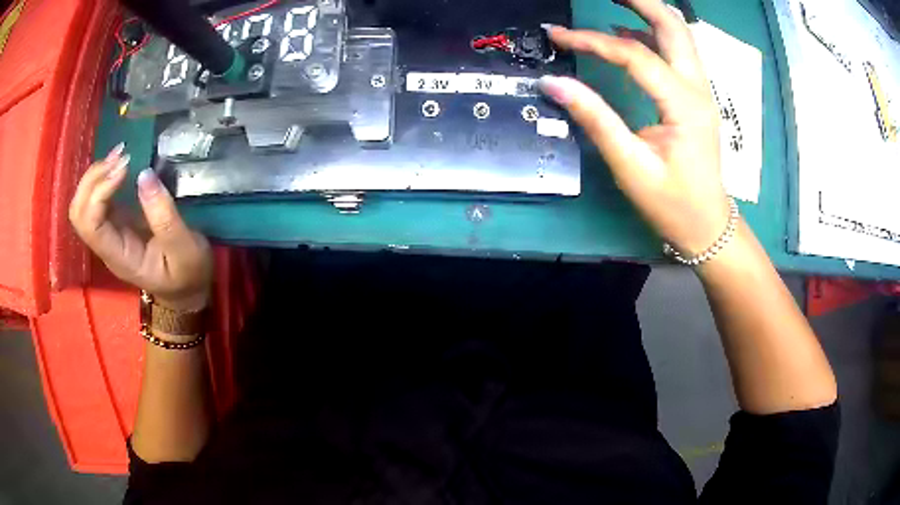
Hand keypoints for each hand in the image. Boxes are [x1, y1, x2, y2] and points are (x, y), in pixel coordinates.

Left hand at [69, 144, 212, 311]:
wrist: (186, 292)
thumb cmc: (187, 275)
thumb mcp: (185, 250)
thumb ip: (164, 217)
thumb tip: (144, 175)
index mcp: (119, 257)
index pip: (91, 224)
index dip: (100, 191)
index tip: (125, 169)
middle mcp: (107, 244)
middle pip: (79, 212)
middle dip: (93, 179)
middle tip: (120, 157)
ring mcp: (109, 232)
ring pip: (84, 202)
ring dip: (97, 174)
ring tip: (121, 154)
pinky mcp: (116, 221)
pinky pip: (97, 197)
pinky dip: (104, 176)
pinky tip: (121, 162)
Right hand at [539, 0, 729, 254]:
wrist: (708, 224)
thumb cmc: (673, 203)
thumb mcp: (630, 166)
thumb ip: (594, 119)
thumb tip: (553, 84)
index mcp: (683, 105)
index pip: (635, 55)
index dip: (593, 41)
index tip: (559, 37)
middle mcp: (697, 89)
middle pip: (673, 26)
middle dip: (639, 1)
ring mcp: (701, 91)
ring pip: (679, 35)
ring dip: (648, 12)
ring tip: (614, 1)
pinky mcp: (696, 97)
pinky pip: (678, 53)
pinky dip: (653, 34)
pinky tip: (628, 32)